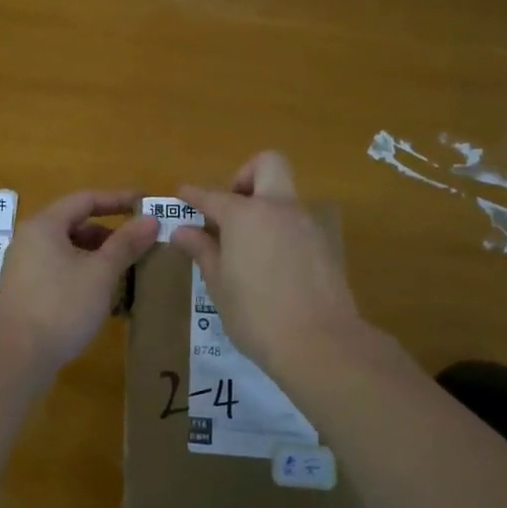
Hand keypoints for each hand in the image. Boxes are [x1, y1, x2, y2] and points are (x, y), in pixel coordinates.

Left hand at [0, 189, 158, 377]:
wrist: (18, 357)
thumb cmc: (62, 306)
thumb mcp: (101, 273)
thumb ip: (126, 243)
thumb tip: (151, 219)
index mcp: (44, 226)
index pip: (85, 200)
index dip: (117, 199)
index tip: (145, 203)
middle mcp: (29, 239)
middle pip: (75, 225)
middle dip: (110, 233)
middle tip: (140, 244)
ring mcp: (24, 267)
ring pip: (68, 250)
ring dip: (98, 256)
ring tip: (126, 271)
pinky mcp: (25, 291)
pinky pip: (59, 270)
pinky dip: (83, 274)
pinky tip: (104, 294)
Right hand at [171, 152, 364, 376]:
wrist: (320, 343)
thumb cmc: (256, 314)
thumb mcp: (219, 284)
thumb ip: (203, 250)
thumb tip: (183, 230)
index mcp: (246, 215)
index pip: (212, 195)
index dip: (193, 193)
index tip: (182, 194)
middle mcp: (278, 208)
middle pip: (268, 164)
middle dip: (245, 176)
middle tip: (230, 210)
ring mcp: (306, 224)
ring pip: (284, 195)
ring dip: (264, 206)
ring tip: (245, 245)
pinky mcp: (324, 245)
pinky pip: (296, 222)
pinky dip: (279, 229)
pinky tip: (269, 264)